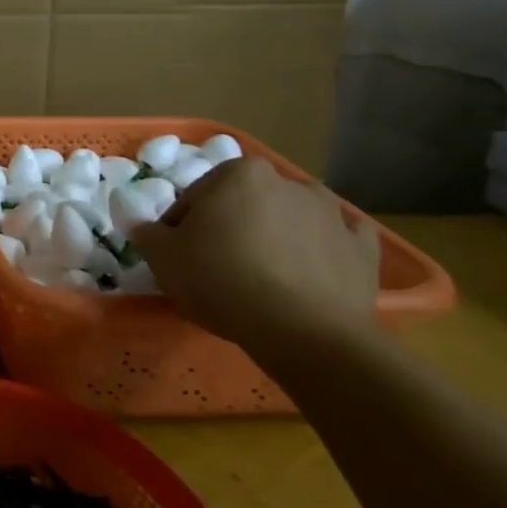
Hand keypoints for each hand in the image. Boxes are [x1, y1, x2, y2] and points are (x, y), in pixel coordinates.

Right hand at [125, 157, 380, 360]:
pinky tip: (310, 274)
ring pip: (291, 218)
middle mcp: (287, 181)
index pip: (196, 197)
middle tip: (218, 266)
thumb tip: (142, 226)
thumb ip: (147, 234)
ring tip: (265, 275)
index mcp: (238, 174)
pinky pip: (337, 242)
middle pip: (245, 203)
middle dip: (232, 226)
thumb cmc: (223, 282)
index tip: (180, 256)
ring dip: (278, 234)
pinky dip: (324, 251)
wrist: (305, 333)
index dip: (182, 227)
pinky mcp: (363, 250)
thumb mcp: (164, 259)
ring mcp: (332, 214)